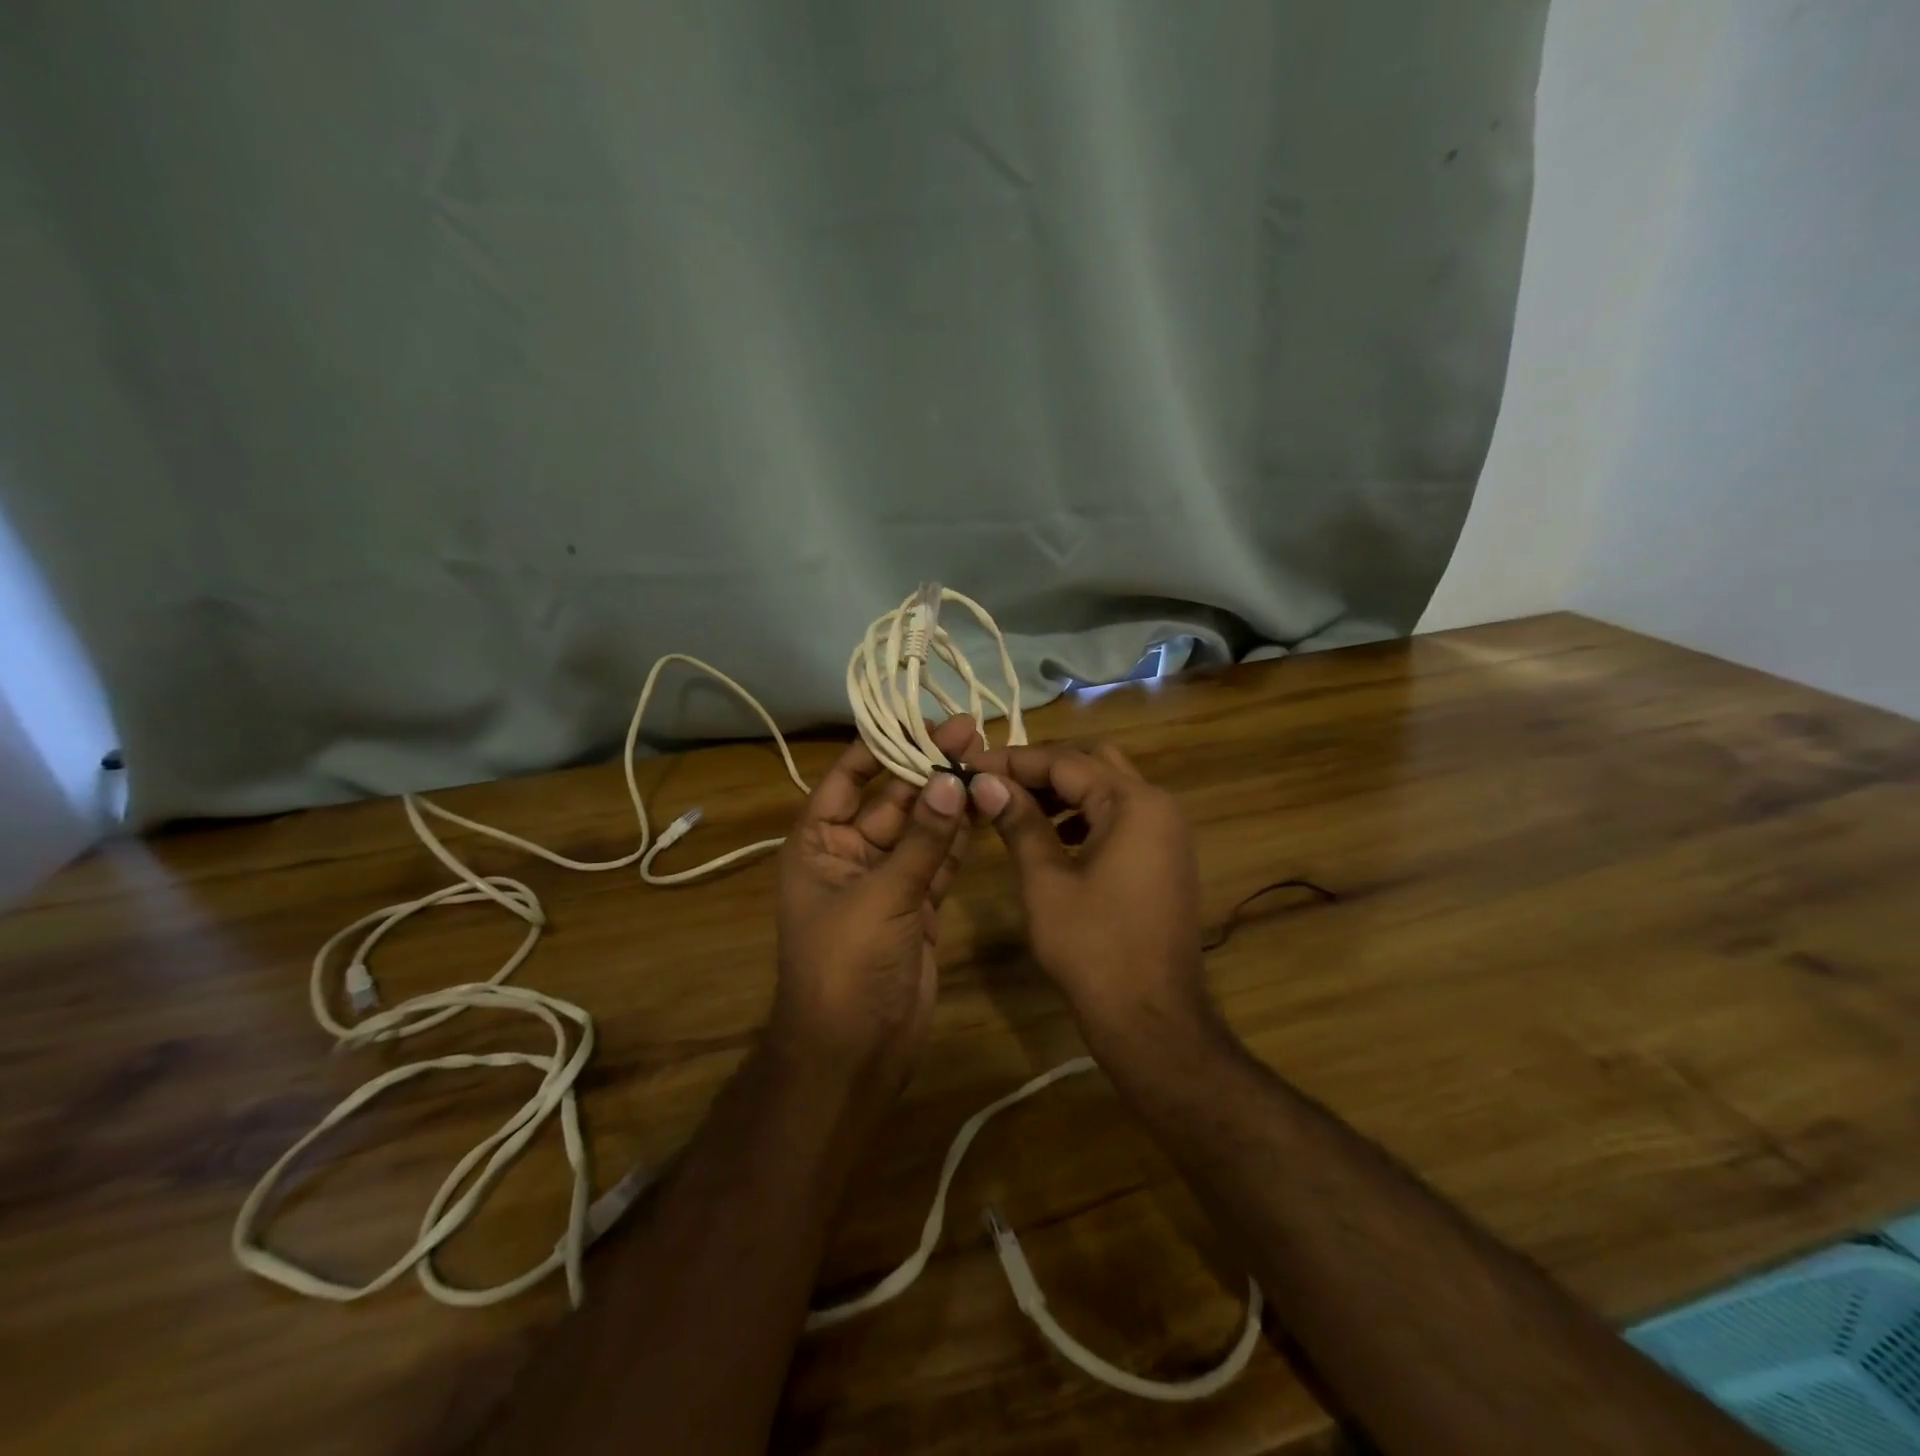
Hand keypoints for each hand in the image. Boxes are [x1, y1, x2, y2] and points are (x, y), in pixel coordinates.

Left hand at [771, 715, 977, 1082]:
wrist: (854, 1051)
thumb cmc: (846, 965)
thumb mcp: (880, 895)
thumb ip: (921, 838)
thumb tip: (951, 779)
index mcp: (818, 842)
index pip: (848, 777)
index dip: (883, 746)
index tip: (924, 721)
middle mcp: (850, 853)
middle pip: (893, 798)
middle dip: (929, 769)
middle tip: (973, 735)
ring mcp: (887, 880)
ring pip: (922, 828)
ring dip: (950, 799)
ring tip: (988, 761)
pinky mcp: (918, 904)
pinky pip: (940, 860)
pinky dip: (961, 837)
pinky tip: (987, 807)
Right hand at [965, 743, 1212, 1046]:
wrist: (1152, 1017)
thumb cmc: (1093, 948)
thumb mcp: (1046, 881)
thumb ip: (1019, 822)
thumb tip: (985, 781)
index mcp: (1133, 803)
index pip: (1065, 761)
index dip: (1012, 761)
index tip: (969, 766)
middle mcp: (1157, 804)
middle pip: (1092, 763)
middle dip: (1040, 769)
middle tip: (994, 783)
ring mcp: (1166, 830)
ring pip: (1107, 788)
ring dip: (1063, 791)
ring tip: (1014, 807)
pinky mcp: (1164, 855)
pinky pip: (1120, 817)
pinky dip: (1084, 816)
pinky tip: (1052, 836)